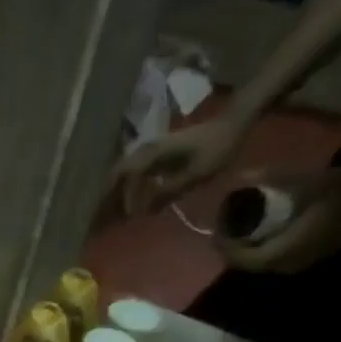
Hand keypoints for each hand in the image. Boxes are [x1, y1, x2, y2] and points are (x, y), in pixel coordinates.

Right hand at [114, 117, 249, 216]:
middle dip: (111, 196)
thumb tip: (144, 211)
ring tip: (118, 212)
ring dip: (119, 192)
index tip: (129, 217)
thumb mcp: (196, 174)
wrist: (233, 124)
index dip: (124, 198)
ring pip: (124, 173)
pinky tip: (133, 201)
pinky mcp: (157, 155)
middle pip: (118, 174)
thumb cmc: (217, 148)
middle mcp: (146, 150)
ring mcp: (151, 151)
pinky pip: (135, 172)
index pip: (127, 176)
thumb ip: (168, 192)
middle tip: (107, 217)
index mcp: (153, 153)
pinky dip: (130, 187)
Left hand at [219, 169, 340, 273]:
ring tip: (237, 219)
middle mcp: (281, 266)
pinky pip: (267, 255)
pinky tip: (258, 224)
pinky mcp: (298, 259)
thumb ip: (275, 179)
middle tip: (224, 218)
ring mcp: (290, 265)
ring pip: (254, 259)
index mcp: (280, 253)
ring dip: (242, 243)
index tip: (217, 221)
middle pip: (243, 261)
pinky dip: (257, 243)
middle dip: (230, 242)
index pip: (238, 257)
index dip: (223, 242)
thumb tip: (240, 175)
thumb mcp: (310, 182)